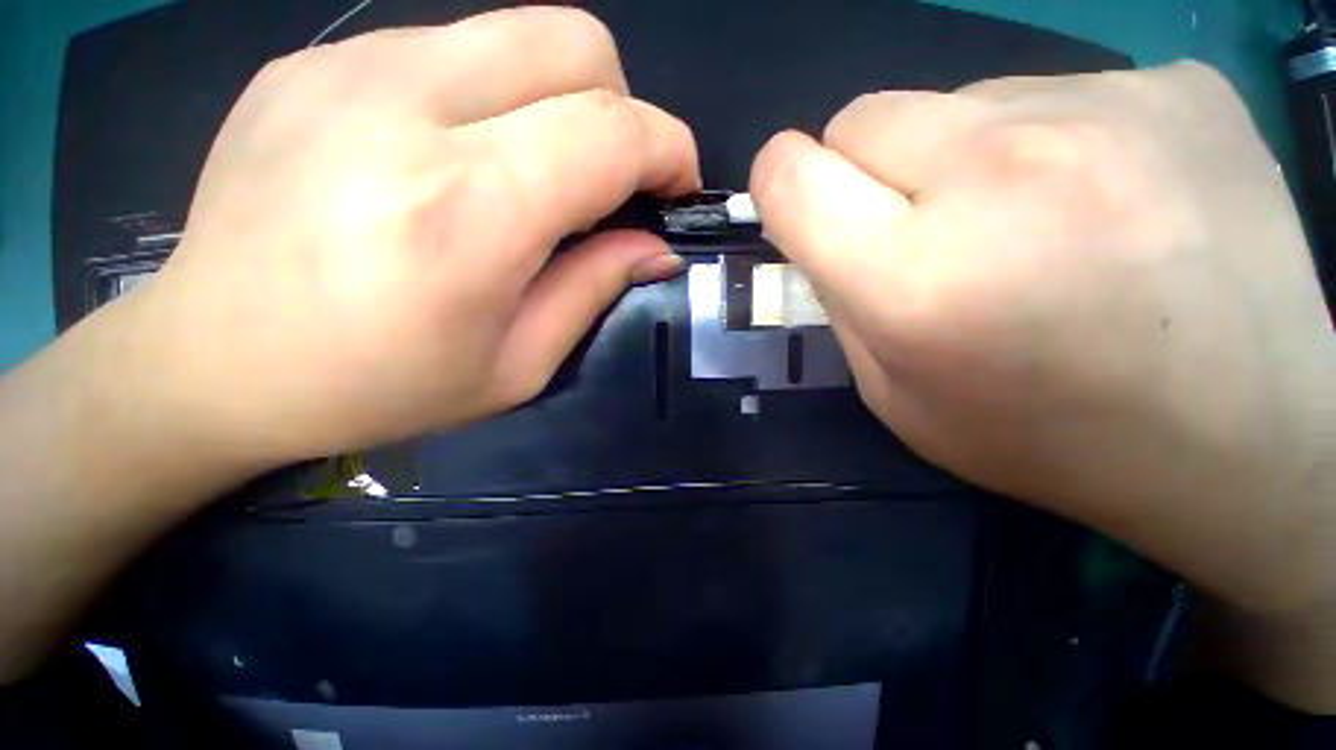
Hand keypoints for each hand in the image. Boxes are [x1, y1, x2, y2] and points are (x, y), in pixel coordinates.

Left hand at [130, 8, 699, 467]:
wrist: (213, 361)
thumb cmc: (377, 387)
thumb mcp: (516, 365)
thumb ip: (595, 290)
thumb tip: (655, 248)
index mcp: (465, 214)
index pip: (611, 131)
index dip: (668, 149)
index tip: (677, 187)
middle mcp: (405, 112)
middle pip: (574, 42)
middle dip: (622, 109)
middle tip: (609, 180)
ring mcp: (348, 68)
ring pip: (517, 33)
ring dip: (559, 102)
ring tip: (535, 174)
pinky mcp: (314, 60)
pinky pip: (451, 49)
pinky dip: (493, 98)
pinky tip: (458, 159)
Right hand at [750, 64, 1335, 707]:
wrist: (1260, 435)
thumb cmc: (1056, 437)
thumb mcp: (901, 388)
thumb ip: (838, 294)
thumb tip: (806, 227)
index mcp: (920, 279)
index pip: (795, 174)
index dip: (779, 181)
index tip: (783, 197)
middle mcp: (995, 180)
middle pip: (861, 120)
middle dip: (854, 163)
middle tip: (894, 216)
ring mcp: (1092, 117)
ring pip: (938, 99)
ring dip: (938, 151)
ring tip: (999, 211)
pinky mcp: (1157, 91)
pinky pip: (1025, 94)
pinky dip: (1019, 139)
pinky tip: (1076, 192)